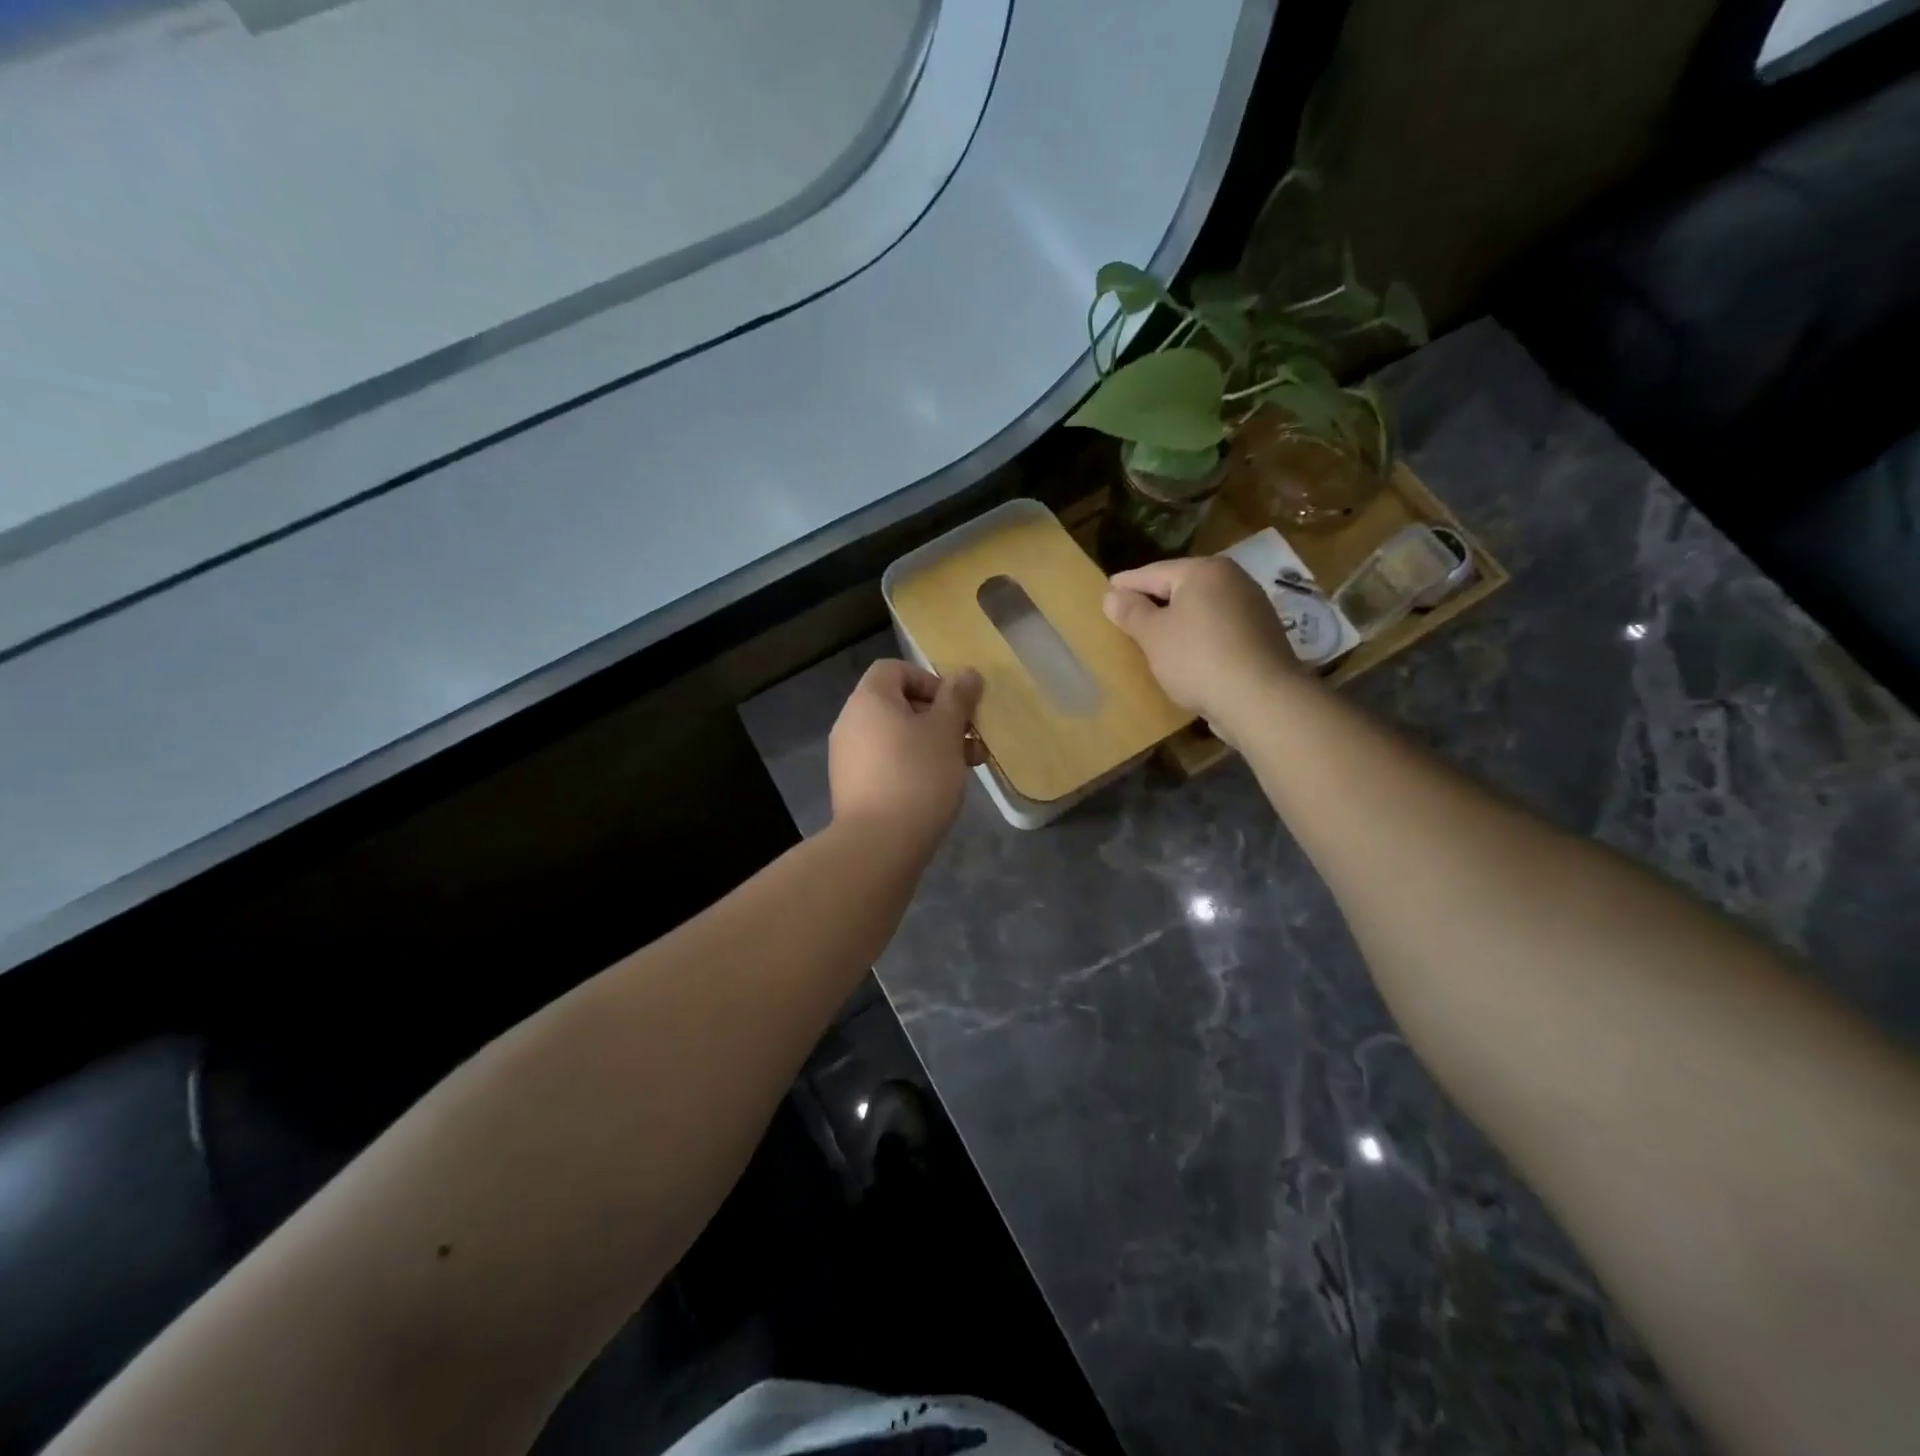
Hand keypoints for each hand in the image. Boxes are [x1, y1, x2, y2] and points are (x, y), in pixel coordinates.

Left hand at [829, 660, 983, 851]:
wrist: (878, 844)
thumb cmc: (917, 776)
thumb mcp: (946, 731)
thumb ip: (957, 698)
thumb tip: (967, 674)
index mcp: (868, 700)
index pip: (894, 669)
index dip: (929, 680)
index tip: (955, 707)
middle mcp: (850, 722)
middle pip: (898, 704)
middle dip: (939, 718)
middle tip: (970, 741)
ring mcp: (848, 757)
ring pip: (896, 737)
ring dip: (932, 744)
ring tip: (966, 767)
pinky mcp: (852, 788)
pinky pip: (887, 763)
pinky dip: (913, 766)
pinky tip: (939, 789)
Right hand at [1103, 556, 1298, 737]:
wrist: (1260, 699)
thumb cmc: (1198, 658)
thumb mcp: (1153, 635)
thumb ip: (1131, 612)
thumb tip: (1112, 595)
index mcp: (1204, 571)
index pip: (1154, 572)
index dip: (1126, 584)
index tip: (1105, 592)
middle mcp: (1233, 580)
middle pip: (1181, 587)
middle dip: (1152, 600)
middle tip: (1125, 614)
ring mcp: (1252, 608)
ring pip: (1200, 609)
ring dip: (1176, 620)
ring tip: (1151, 636)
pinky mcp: (1260, 637)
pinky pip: (1217, 629)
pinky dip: (1197, 636)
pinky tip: (1184, 654)